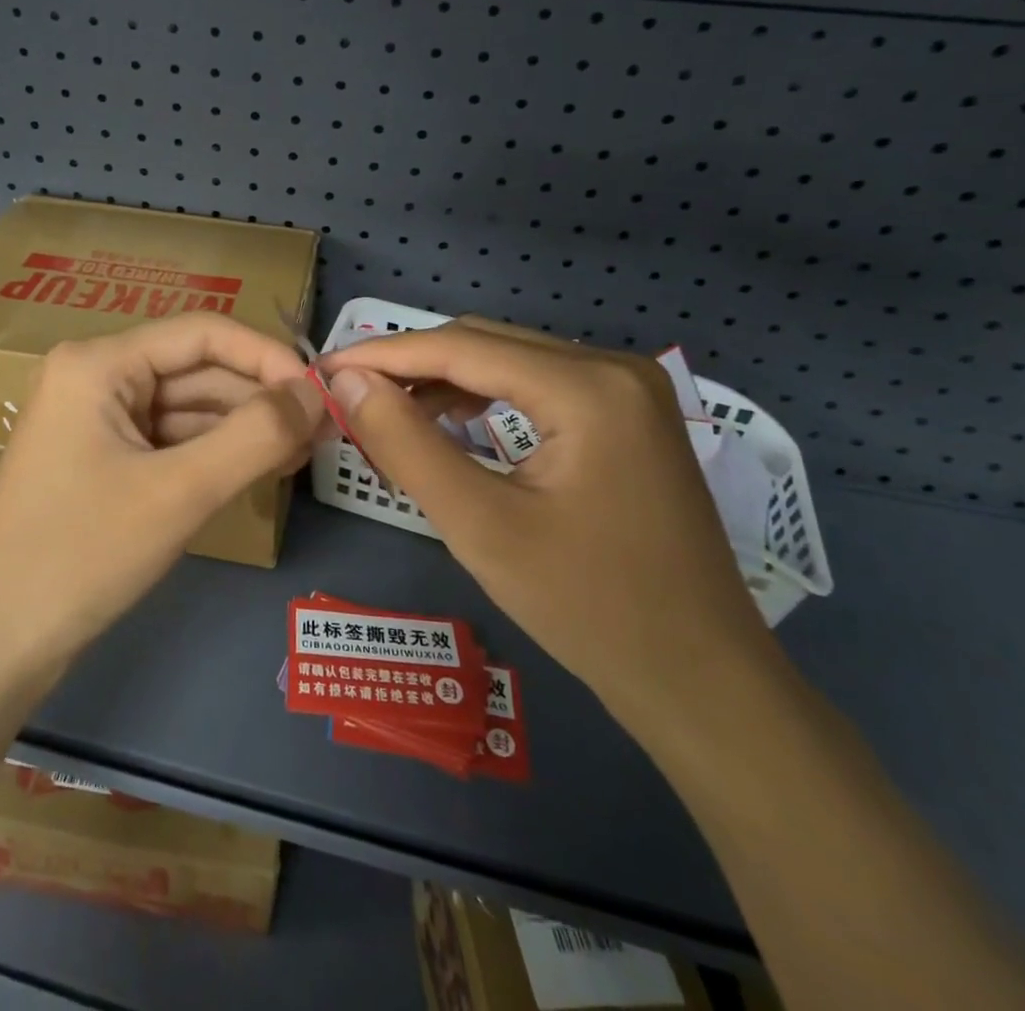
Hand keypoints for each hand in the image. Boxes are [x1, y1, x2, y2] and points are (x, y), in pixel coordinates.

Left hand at [0, 314, 324, 677]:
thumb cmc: (83, 554)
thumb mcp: (180, 491)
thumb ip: (256, 435)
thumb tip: (317, 393)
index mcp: (98, 363)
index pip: (201, 332)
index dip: (267, 356)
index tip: (321, 393)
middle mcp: (94, 375)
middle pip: (195, 369)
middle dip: (259, 398)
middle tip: (323, 432)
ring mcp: (95, 417)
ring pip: (187, 406)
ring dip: (243, 426)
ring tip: (303, 453)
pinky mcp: (102, 455)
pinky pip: (169, 438)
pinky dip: (214, 451)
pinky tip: (259, 468)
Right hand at [316, 318, 777, 731]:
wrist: (700, 680)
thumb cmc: (588, 607)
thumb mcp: (480, 526)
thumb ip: (405, 444)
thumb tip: (347, 383)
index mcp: (588, 387)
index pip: (461, 347)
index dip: (384, 355)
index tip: (324, 370)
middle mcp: (614, 367)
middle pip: (486, 343)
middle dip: (412, 365)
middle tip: (348, 395)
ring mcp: (629, 389)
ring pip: (510, 360)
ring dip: (445, 380)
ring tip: (389, 413)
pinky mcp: (629, 416)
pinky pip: (538, 385)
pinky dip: (484, 397)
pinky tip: (451, 424)